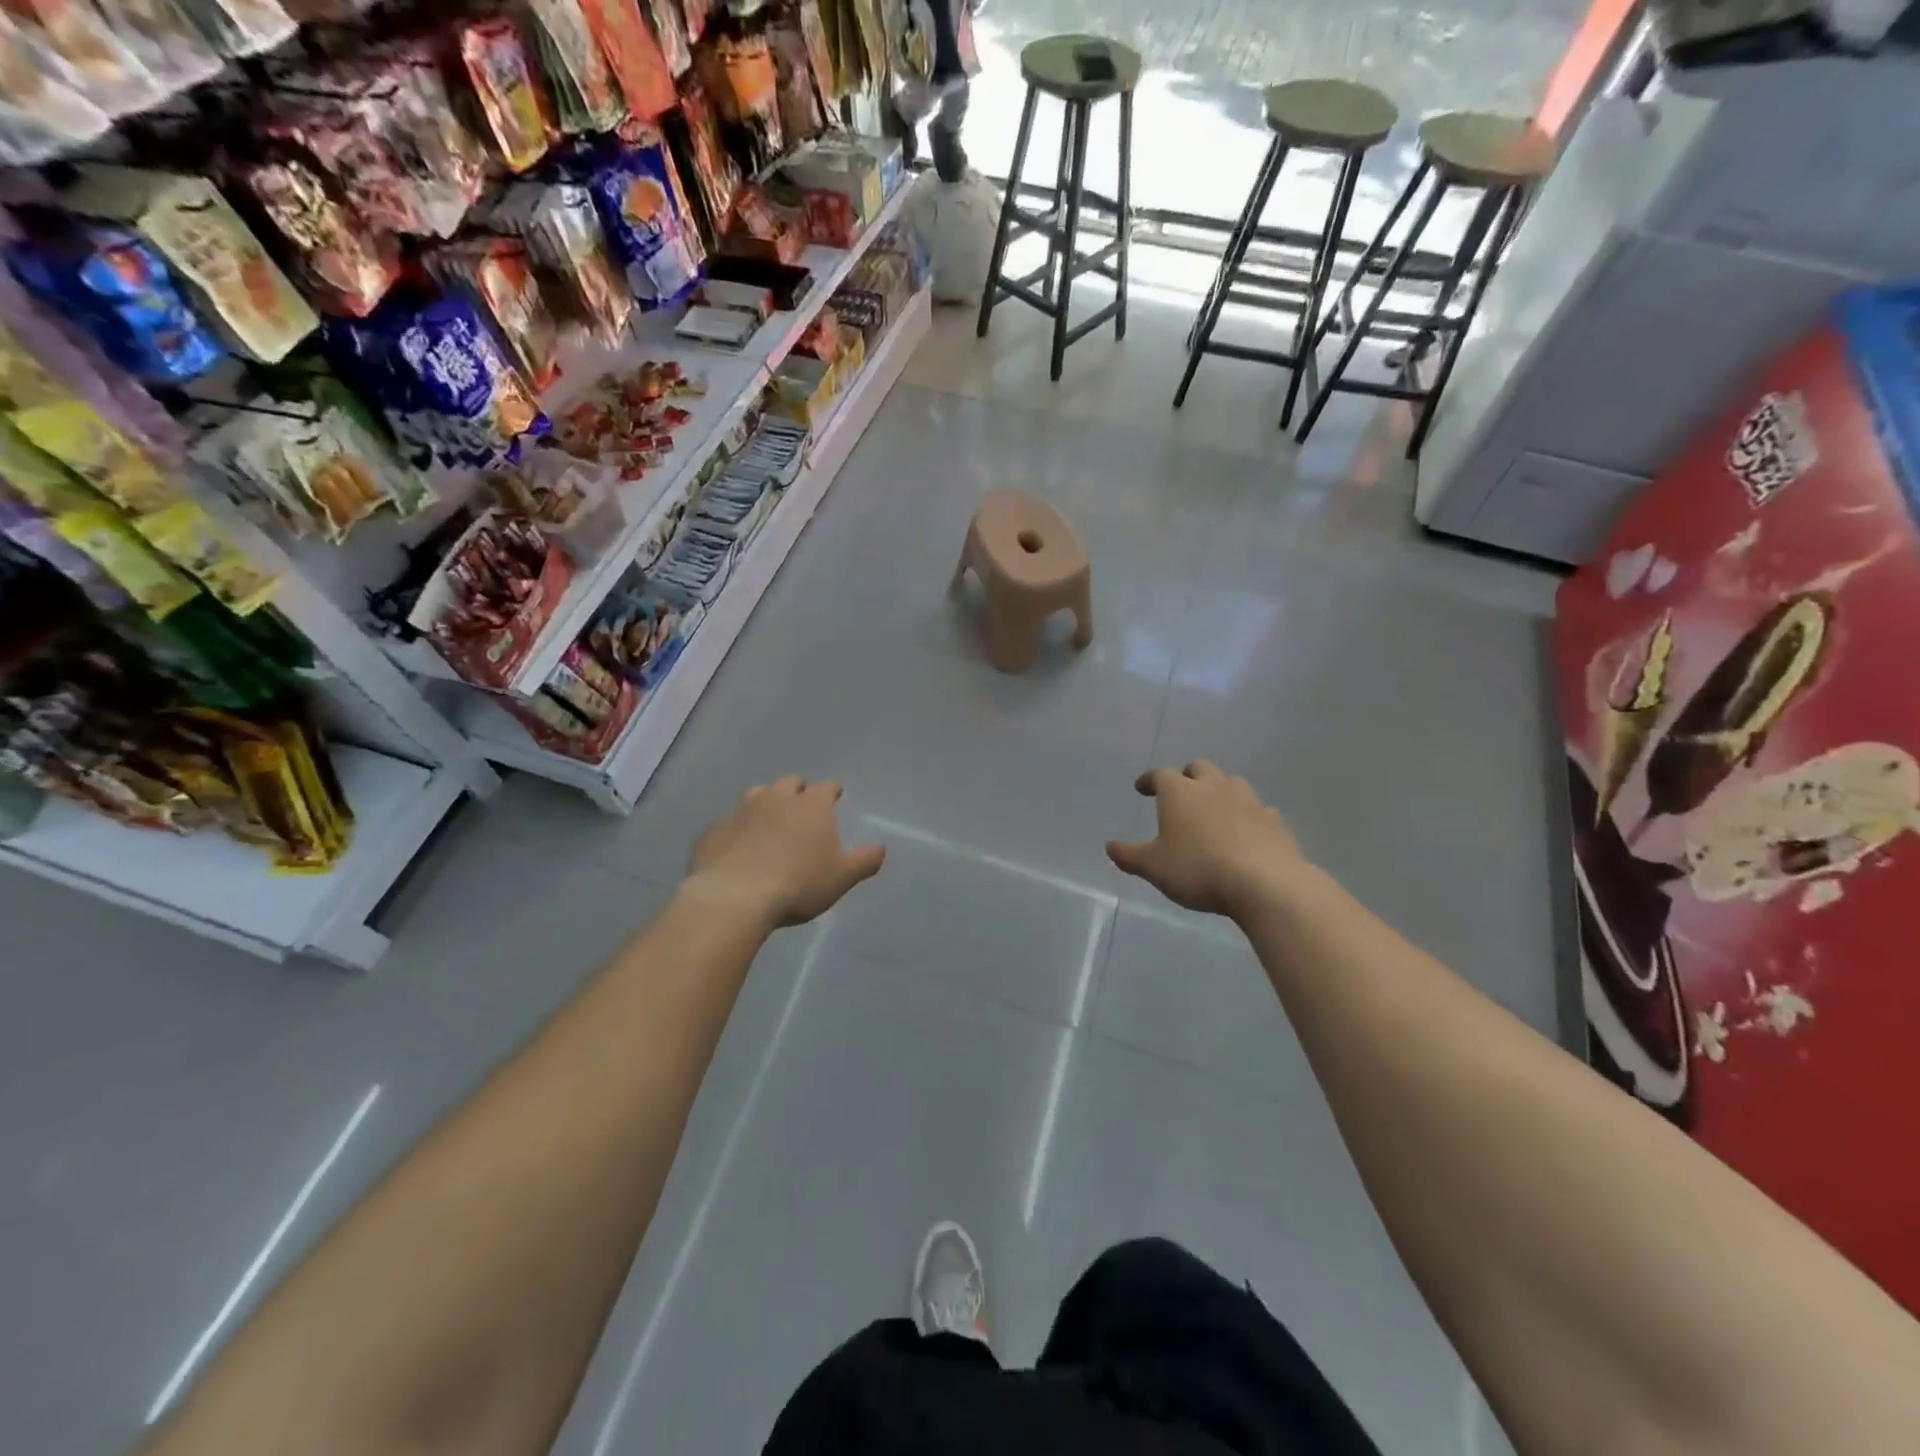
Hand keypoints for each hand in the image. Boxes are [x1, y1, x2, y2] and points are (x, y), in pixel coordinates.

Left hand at [686, 775, 885, 927]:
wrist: (735, 897)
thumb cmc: (798, 884)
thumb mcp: (842, 877)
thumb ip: (865, 860)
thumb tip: (881, 847)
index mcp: (810, 806)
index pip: (826, 787)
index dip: (832, 791)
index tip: (835, 796)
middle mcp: (776, 799)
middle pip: (789, 783)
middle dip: (797, 791)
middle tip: (800, 808)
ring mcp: (740, 812)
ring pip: (755, 796)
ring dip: (764, 804)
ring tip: (767, 823)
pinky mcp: (713, 831)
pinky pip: (726, 824)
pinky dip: (734, 831)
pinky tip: (735, 848)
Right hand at [1107, 761, 1306, 917]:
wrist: (1264, 883)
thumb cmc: (1198, 870)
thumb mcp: (1154, 868)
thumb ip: (1130, 856)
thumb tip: (1110, 847)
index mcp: (1180, 793)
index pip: (1160, 775)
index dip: (1149, 779)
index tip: (1142, 788)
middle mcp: (1213, 787)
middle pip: (1199, 768)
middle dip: (1188, 776)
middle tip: (1181, 792)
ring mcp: (1248, 800)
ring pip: (1231, 782)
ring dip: (1219, 790)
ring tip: (1213, 809)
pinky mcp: (1274, 820)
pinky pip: (1257, 809)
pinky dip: (1247, 815)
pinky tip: (1245, 832)